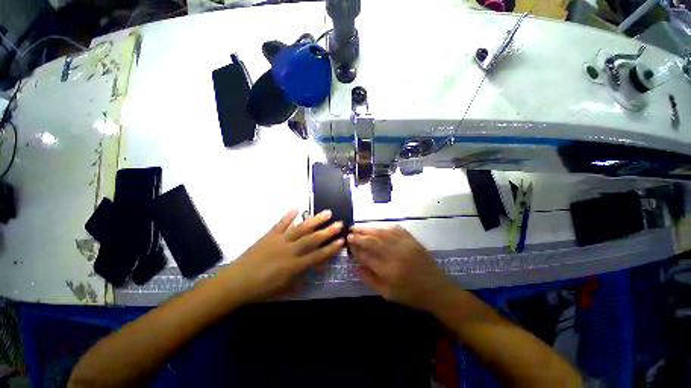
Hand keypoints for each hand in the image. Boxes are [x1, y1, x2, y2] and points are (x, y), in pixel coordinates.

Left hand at [220, 210, 343, 301]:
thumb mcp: (285, 287)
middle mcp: (290, 251)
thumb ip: (301, 275)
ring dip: (314, 220)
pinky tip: (296, 209)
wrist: (236, 282)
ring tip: (326, 213)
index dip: (331, 248)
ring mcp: (279, 241)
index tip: (341, 240)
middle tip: (339, 223)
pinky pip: (281, 224)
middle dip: (328, 231)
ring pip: (301, 228)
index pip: (317, 256)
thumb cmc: (262, 289)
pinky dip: (288, 216)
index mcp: (294, 266)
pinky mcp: (269, 235)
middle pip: (312, 239)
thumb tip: (314, 266)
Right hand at [348, 225, 452, 310]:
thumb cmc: (410, 295)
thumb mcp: (387, 294)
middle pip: (372, 241)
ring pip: (382, 232)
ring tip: (358, 227)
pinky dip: (385, 227)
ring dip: (368, 229)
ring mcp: (405, 245)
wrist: (436, 290)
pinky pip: (396, 229)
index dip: (355, 248)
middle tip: (350, 232)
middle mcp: (395, 255)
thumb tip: (355, 266)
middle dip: (358, 236)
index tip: (348, 243)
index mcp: (387, 271)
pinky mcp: (412, 240)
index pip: (365, 255)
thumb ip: (369, 279)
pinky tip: (378, 228)